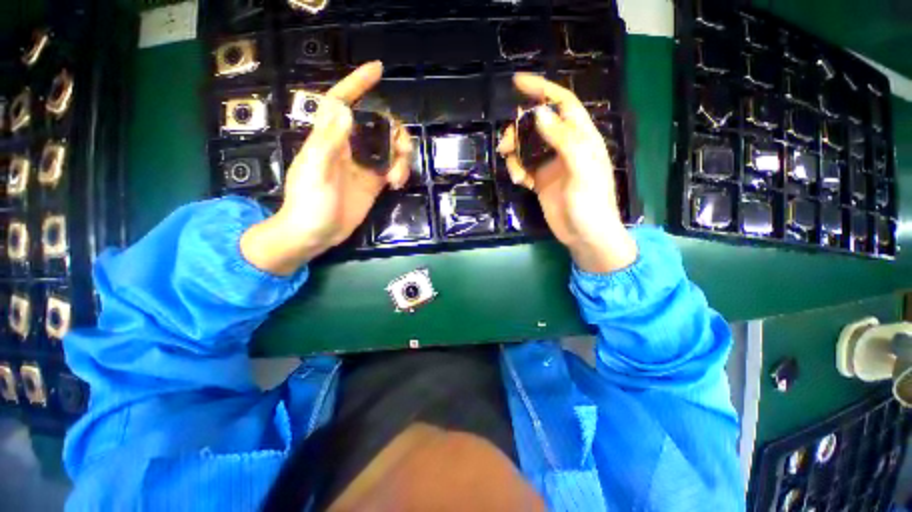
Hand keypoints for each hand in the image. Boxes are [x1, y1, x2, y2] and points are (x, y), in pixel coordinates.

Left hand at [241, 61, 411, 275]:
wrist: (316, 234)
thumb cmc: (309, 203)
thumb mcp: (314, 172)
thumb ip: (328, 142)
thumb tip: (346, 110)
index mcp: (330, 139)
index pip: (342, 102)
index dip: (357, 84)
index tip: (377, 70)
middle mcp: (349, 147)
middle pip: (377, 124)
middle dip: (394, 131)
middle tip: (400, 151)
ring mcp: (363, 165)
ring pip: (389, 146)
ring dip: (401, 155)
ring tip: (397, 176)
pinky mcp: (374, 181)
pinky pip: (392, 166)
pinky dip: (400, 170)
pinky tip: (396, 184)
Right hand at [498, 73, 636, 272]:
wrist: (584, 235)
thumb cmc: (590, 204)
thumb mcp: (581, 170)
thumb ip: (563, 141)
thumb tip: (540, 115)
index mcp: (580, 138)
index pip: (562, 104)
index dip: (542, 90)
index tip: (517, 82)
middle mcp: (564, 147)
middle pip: (537, 125)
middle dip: (519, 129)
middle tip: (505, 143)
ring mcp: (551, 164)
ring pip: (527, 146)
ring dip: (515, 153)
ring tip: (513, 169)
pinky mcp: (541, 180)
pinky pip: (524, 167)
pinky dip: (517, 170)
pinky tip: (519, 181)